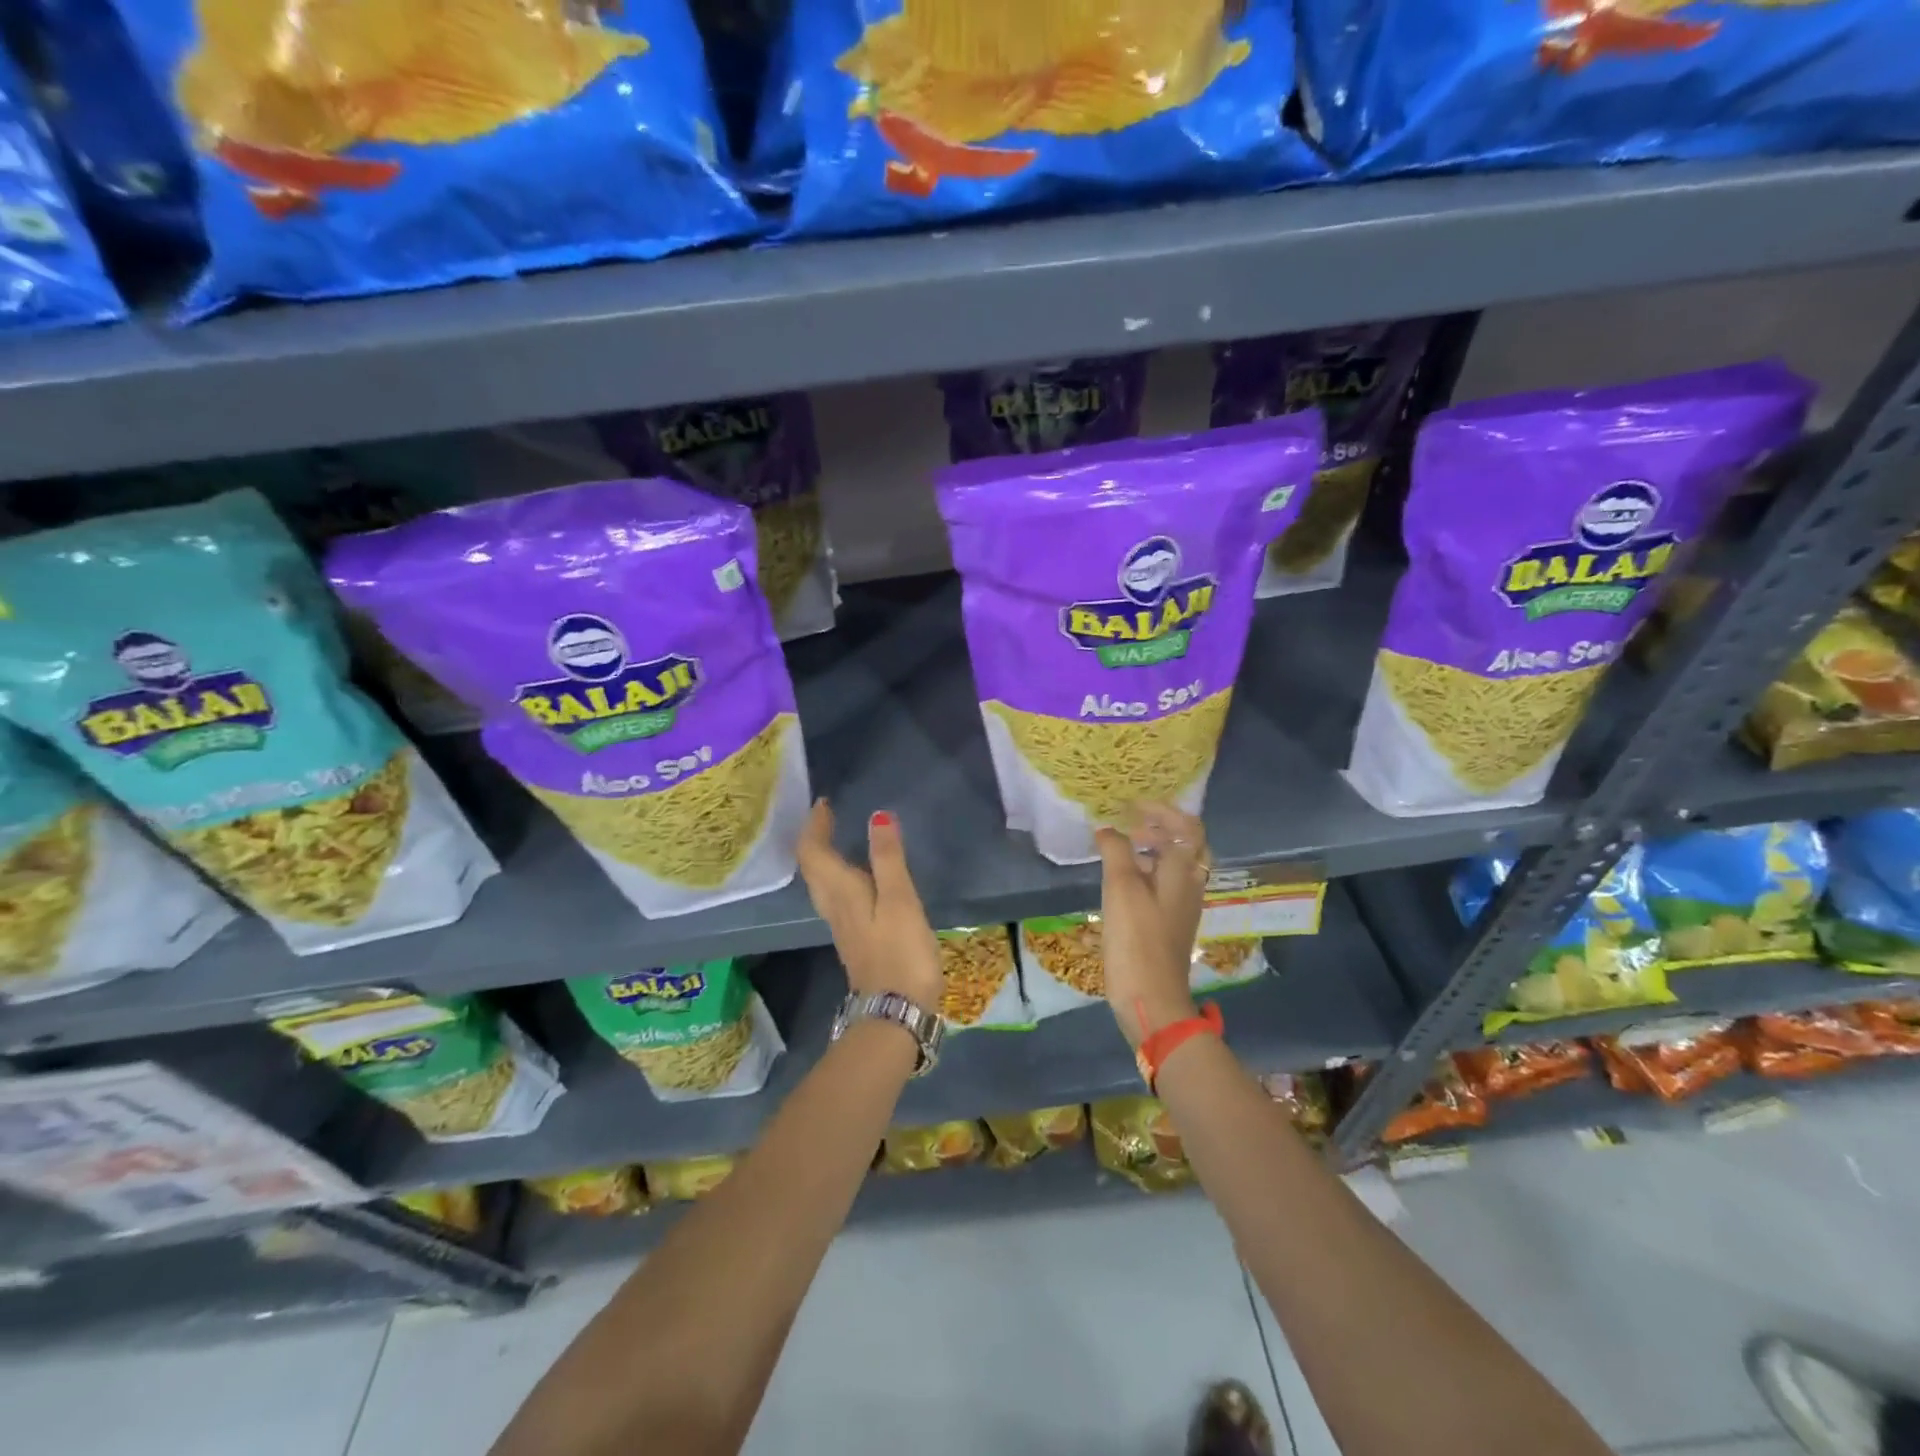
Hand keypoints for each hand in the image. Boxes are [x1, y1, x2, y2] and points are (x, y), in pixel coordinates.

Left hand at [796, 799, 942, 1013]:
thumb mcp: (900, 900)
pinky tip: (856, 878)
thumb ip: (888, 858)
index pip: (813, 852)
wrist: (895, 1012)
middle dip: (816, 838)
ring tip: (839, 839)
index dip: (815, 825)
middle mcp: (833, 907)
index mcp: (840, 892)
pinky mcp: (854, 940)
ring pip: (822, 883)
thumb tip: (876, 816)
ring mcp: (842, 926)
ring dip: (824, 857)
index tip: (824, 803)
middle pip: (813, 867)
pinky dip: (838, 877)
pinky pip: (836, 897)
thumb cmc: (900, 952)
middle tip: (829, 815)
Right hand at [1096, 801, 1209, 1048]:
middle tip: (1129, 825)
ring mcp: (1183, 906)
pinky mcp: (1170, 923)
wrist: (1151, 999)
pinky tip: (1121, 881)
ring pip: (1175, 866)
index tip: (1131, 806)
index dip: (1163, 810)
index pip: (1187, 827)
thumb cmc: (1137, 940)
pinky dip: (1147, 871)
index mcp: (1185, 872)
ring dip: (1152, 850)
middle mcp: (1191, 885)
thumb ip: (1116, 851)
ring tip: (1121, 848)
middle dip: (1159, 828)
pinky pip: (1165, 885)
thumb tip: (1108, 830)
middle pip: (1186, 845)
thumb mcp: (1121, 889)